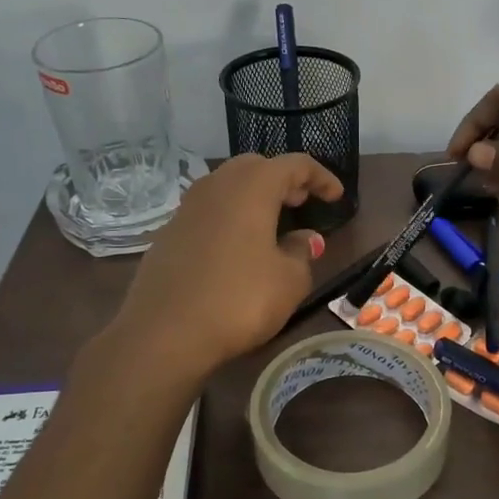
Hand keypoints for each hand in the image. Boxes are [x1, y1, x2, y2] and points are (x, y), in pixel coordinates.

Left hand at [114, 153, 343, 377]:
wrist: (163, 334)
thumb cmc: (238, 300)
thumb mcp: (288, 281)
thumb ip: (301, 252)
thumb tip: (304, 238)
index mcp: (252, 187)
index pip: (294, 165)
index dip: (320, 177)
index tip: (336, 197)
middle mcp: (217, 186)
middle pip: (256, 166)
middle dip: (283, 180)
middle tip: (302, 202)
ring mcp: (187, 208)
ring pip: (227, 186)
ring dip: (254, 196)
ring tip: (272, 222)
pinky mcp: (169, 233)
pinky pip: (208, 211)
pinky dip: (230, 216)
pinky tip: (237, 246)